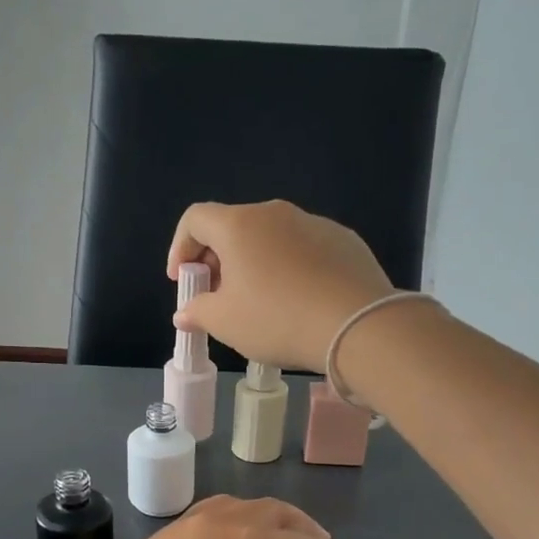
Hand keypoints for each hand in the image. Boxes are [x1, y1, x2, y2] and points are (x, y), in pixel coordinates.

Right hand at [166, 200, 394, 372]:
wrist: (358, 325)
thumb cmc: (277, 319)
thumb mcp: (226, 323)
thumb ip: (198, 312)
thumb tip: (185, 312)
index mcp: (239, 225)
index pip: (195, 219)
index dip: (180, 247)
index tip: (184, 281)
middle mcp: (275, 213)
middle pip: (234, 227)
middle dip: (218, 260)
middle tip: (218, 296)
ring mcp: (314, 223)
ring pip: (271, 238)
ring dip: (255, 264)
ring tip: (260, 303)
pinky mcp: (344, 240)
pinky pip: (303, 249)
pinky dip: (290, 268)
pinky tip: (299, 301)